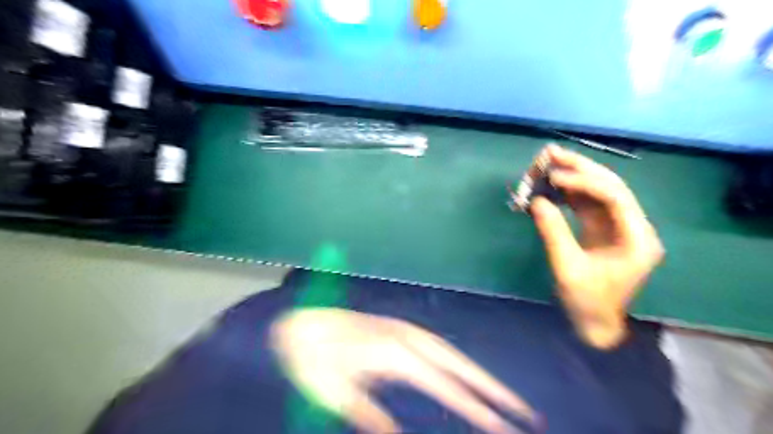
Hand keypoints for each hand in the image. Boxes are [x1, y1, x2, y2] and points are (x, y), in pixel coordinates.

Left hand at [270, 308, 538, 433]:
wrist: (300, 324)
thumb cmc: (313, 361)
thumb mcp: (336, 394)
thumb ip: (372, 418)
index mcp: (395, 354)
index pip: (446, 386)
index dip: (477, 409)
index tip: (506, 429)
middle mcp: (408, 337)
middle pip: (459, 363)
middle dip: (493, 387)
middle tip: (524, 411)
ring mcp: (405, 328)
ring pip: (451, 351)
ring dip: (478, 372)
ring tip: (503, 395)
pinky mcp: (400, 328)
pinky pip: (438, 346)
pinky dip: (457, 361)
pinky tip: (463, 373)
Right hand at [532, 147, 664, 348]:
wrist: (595, 323)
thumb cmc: (586, 302)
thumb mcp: (567, 269)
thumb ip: (553, 233)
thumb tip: (536, 201)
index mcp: (636, 238)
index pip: (614, 197)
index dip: (583, 182)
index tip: (554, 178)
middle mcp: (633, 226)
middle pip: (608, 186)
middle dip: (579, 168)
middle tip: (551, 153)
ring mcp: (618, 226)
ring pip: (597, 191)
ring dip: (572, 175)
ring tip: (548, 161)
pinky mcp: (602, 229)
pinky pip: (586, 203)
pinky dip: (568, 192)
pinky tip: (551, 183)